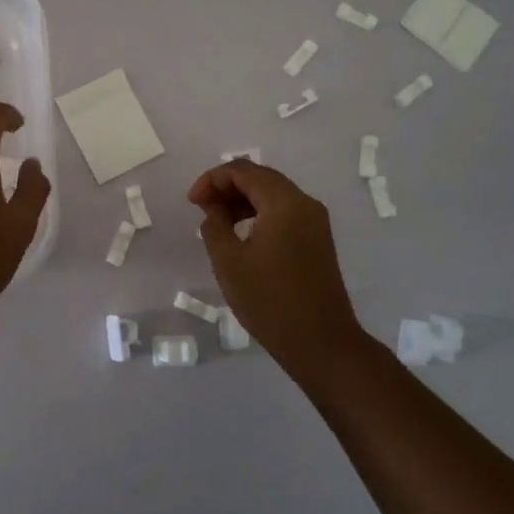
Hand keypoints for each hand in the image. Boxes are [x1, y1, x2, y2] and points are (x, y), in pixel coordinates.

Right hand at [188, 161, 364, 362]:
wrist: (321, 342)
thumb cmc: (269, 300)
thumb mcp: (229, 261)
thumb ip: (214, 224)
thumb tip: (213, 207)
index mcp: (284, 202)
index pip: (243, 171)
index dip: (213, 179)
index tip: (192, 201)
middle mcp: (304, 203)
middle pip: (260, 177)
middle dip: (227, 187)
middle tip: (201, 207)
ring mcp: (315, 221)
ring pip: (273, 194)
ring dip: (243, 200)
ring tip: (217, 222)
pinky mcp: (317, 239)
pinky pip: (284, 212)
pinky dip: (260, 213)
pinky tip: (242, 235)